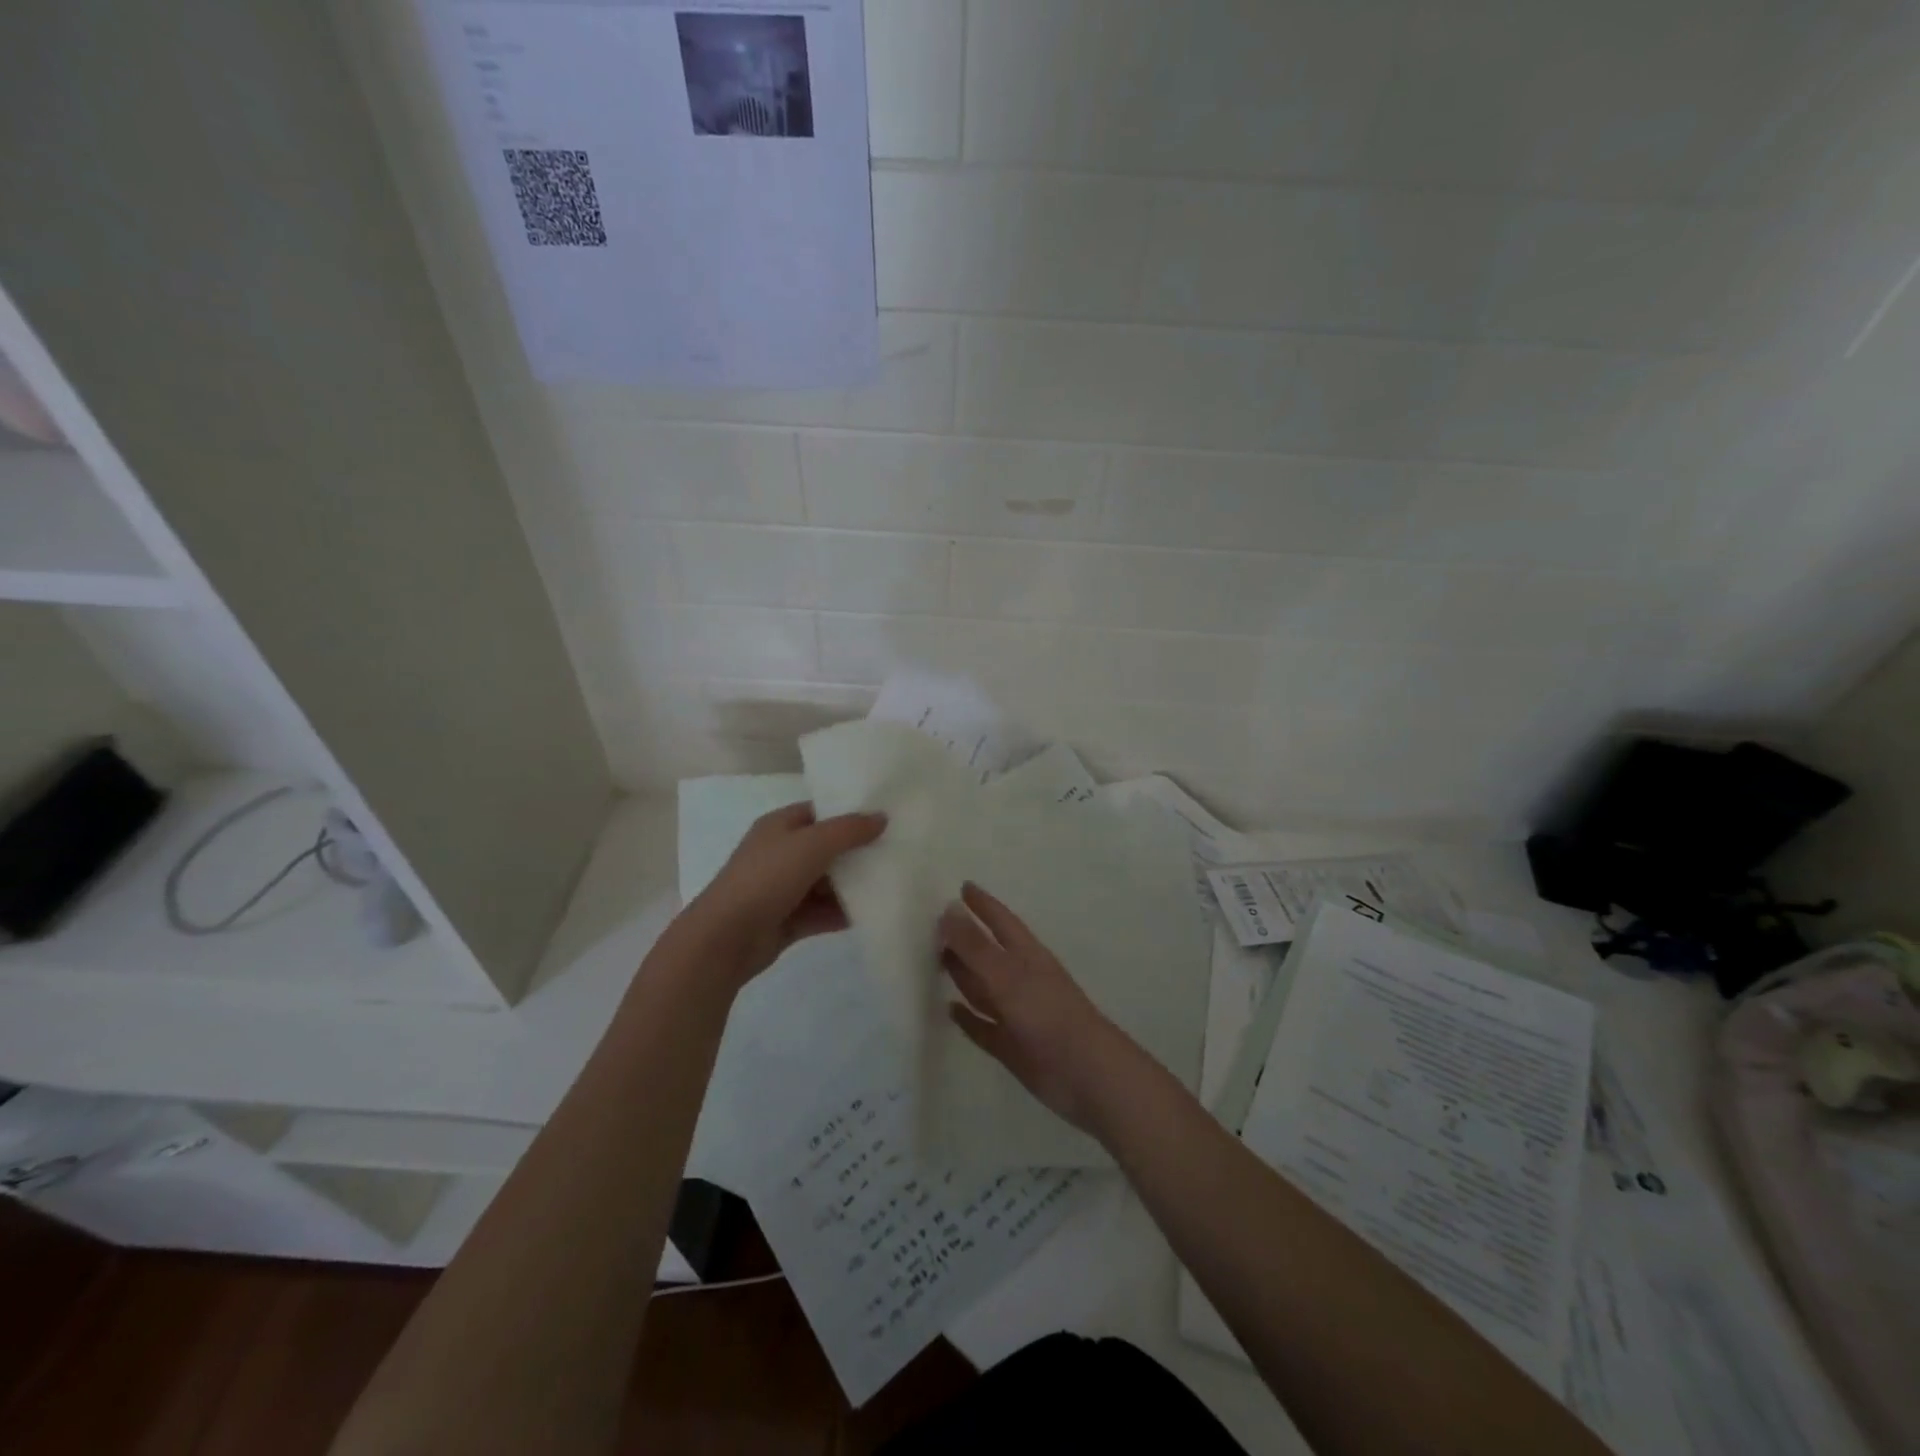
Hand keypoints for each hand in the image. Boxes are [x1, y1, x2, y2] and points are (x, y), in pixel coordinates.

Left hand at [682, 802, 885, 986]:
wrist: (726, 938)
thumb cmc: (767, 878)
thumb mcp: (812, 844)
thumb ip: (849, 830)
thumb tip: (882, 817)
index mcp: (780, 826)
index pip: (820, 812)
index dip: (850, 812)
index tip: (885, 817)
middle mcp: (781, 853)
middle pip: (826, 848)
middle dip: (857, 851)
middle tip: (896, 850)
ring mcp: (783, 889)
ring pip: (826, 882)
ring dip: (853, 885)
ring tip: (892, 882)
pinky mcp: (788, 920)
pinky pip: (822, 912)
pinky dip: (843, 912)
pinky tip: (873, 913)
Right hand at [940, 881, 1135, 1137]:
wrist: (1087, 1076)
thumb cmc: (1049, 1016)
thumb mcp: (1008, 975)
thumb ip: (976, 946)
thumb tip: (947, 909)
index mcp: (1026, 956)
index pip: (1001, 921)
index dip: (983, 904)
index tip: (963, 886)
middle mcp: (1021, 980)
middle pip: (988, 953)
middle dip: (965, 938)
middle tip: (936, 924)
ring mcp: (1017, 1014)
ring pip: (983, 988)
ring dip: (962, 974)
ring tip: (936, 959)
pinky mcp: (1012, 1046)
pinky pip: (983, 1026)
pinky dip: (968, 1018)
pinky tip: (949, 1010)